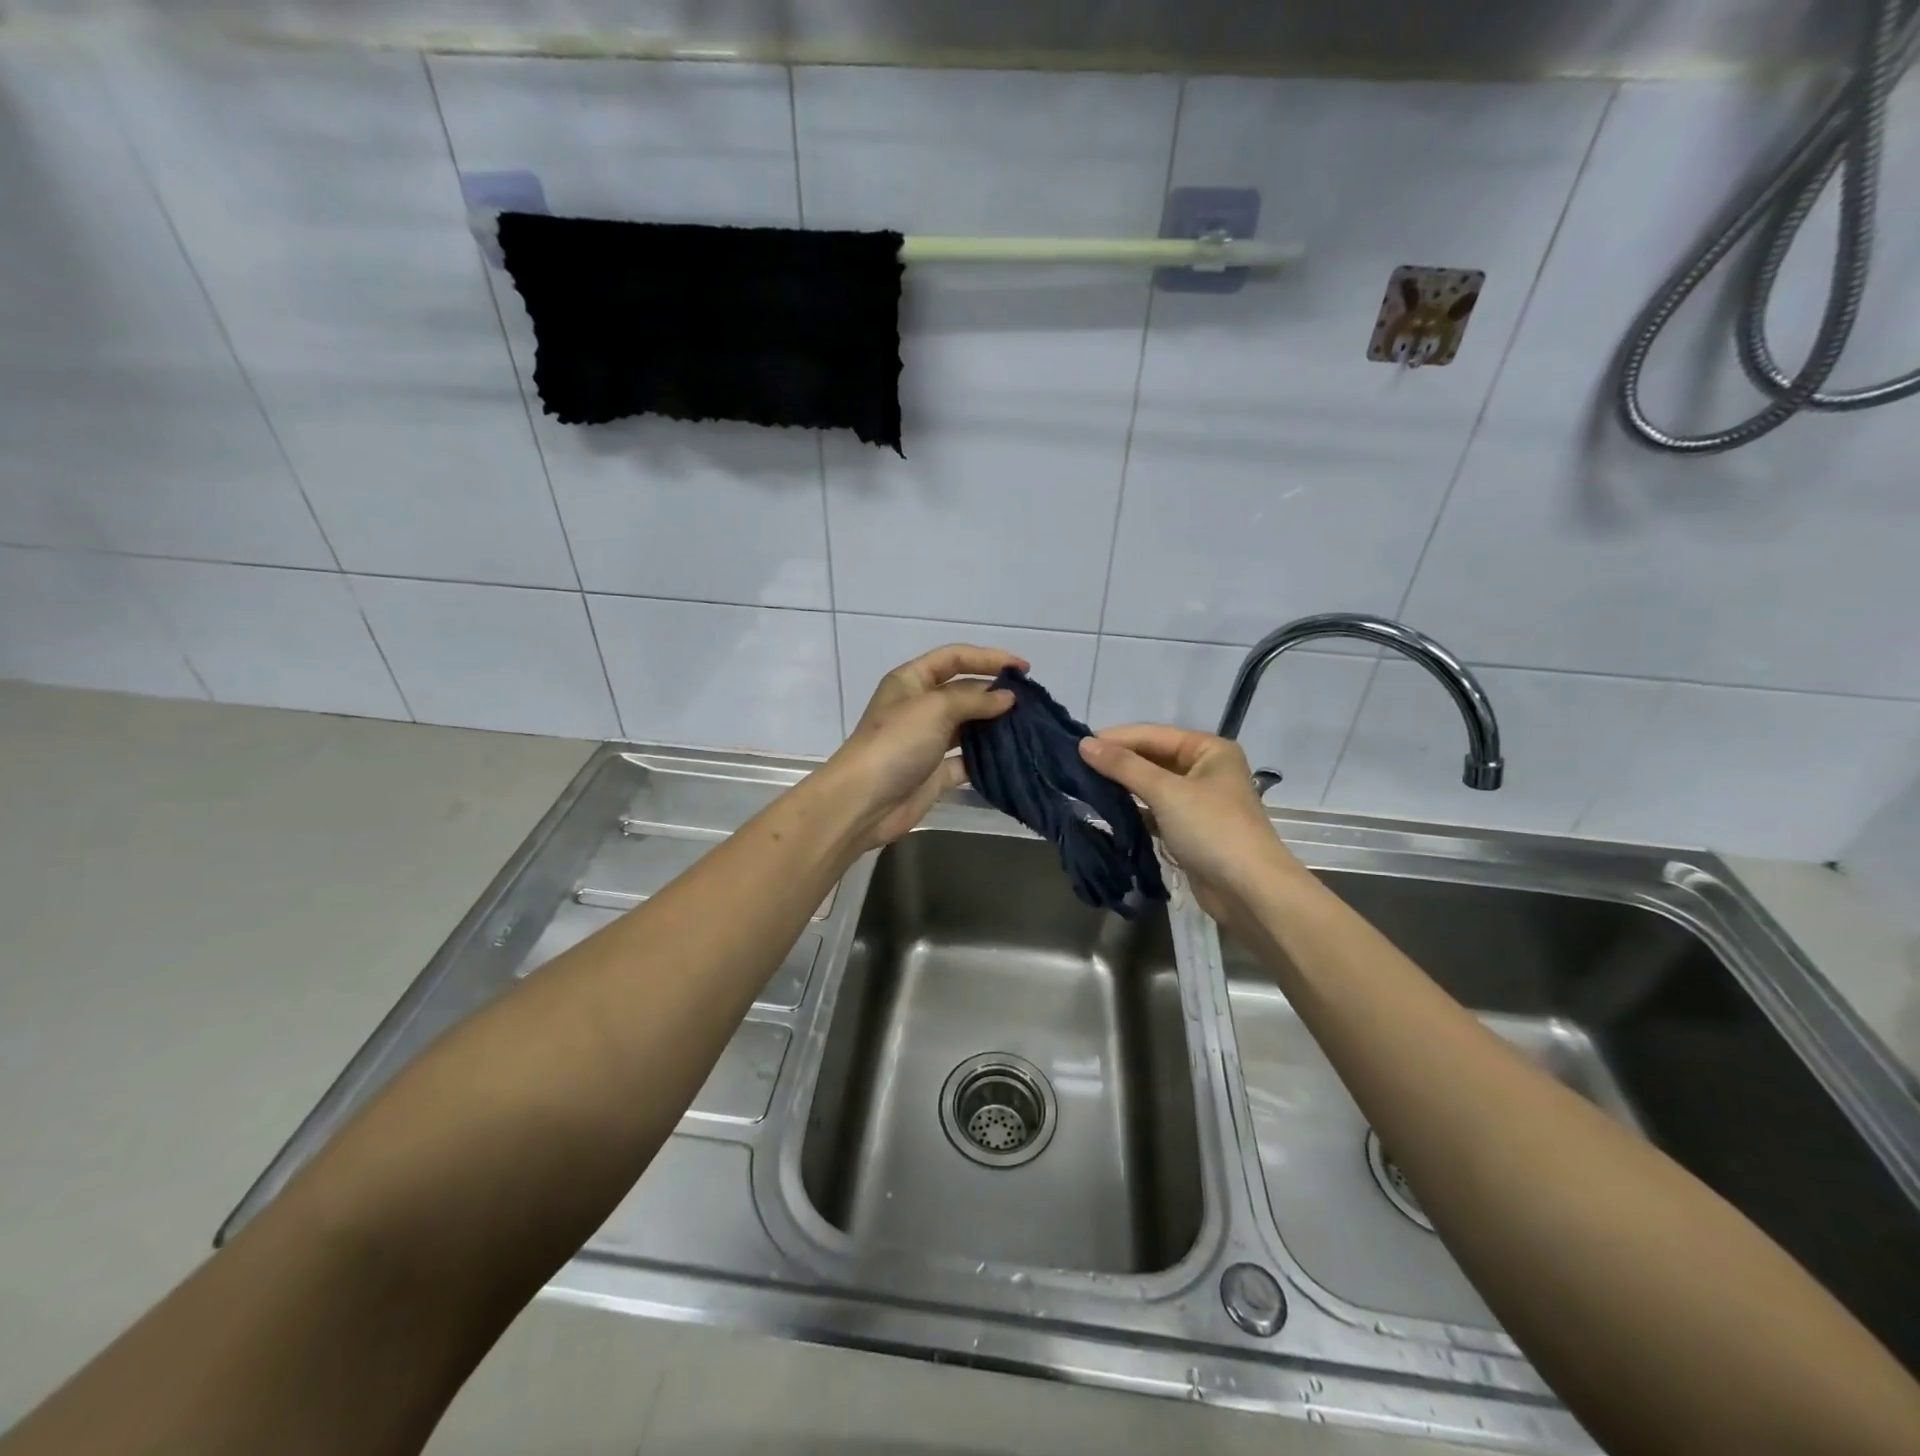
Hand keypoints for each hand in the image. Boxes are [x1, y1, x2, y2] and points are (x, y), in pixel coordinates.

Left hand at [824, 645, 1025, 848]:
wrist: (865, 801)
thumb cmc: (896, 743)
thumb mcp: (935, 708)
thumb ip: (975, 700)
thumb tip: (1008, 698)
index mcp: (911, 681)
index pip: (954, 658)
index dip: (988, 658)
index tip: (1023, 668)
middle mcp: (919, 707)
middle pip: (963, 691)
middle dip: (994, 693)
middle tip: (1031, 701)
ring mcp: (927, 741)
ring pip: (967, 726)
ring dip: (994, 725)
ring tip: (1028, 726)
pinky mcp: (934, 773)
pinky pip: (966, 760)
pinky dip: (986, 758)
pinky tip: (1011, 756)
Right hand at [1078, 725, 1306, 933]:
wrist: (1249, 891)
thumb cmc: (1213, 830)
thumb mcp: (1166, 792)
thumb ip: (1124, 766)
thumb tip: (1083, 744)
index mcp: (1209, 749)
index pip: (1153, 735)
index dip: (1115, 738)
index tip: (1077, 745)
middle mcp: (1205, 769)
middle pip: (1152, 758)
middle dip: (1117, 762)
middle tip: (1075, 765)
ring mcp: (1198, 801)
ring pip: (1152, 785)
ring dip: (1122, 785)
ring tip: (1083, 784)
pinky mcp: (1190, 829)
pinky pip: (1154, 810)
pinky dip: (1133, 809)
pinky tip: (1106, 810)